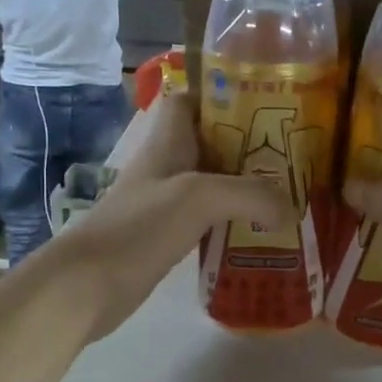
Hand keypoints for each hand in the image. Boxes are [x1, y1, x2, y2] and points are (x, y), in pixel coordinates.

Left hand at [42, 91, 294, 340]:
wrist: (88, 284)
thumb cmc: (140, 227)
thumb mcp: (199, 197)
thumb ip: (250, 194)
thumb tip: (290, 209)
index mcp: (168, 142)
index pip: (191, 101)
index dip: (223, 96)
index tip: (264, 105)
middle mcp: (167, 165)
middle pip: (211, 142)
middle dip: (249, 144)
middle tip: (292, 154)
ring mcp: (166, 201)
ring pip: (213, 181)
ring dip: (245, 185)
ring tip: (287, 191)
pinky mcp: (168, 234)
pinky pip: (209, 217)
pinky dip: (234, 219)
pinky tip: (261, 231)